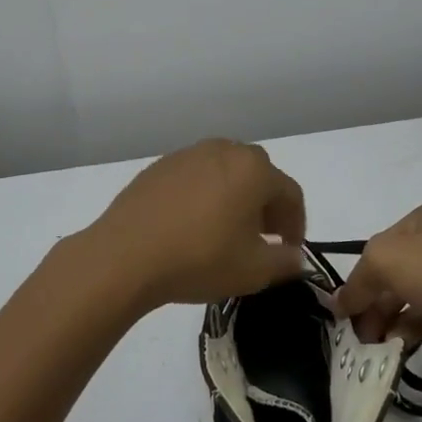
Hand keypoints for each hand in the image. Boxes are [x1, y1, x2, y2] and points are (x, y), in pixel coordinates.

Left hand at [73, 140, 307, 311]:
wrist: (125, 255)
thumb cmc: (199, 259)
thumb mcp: (253, 271)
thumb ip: (285, 261)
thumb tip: (297, 257)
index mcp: (254, 169)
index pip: (290, 193)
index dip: (296, 223)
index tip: (291, 249)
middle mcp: (224, 150)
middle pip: (259, 175)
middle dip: (267, 206)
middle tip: (262, 238)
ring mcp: (189, 154)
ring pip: (225, 172)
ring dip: (235, 197)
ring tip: (226, 231)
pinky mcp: (160, 165)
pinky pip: (196, 177)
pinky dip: (204, 195)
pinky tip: (192, 224)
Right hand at [333, 201, 421, 368]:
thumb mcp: (382, 261)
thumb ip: (357, 281)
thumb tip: (340, 303)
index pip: (385, 245)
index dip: (363, 276)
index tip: (348, 310)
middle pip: (404, 275)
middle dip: (381, 305)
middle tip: (365, 336)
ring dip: (405, 323)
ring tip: (393, 346)